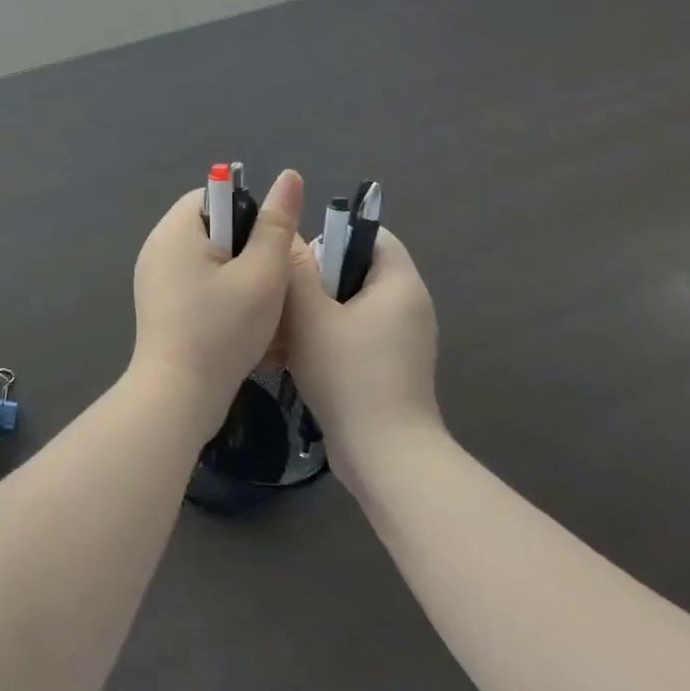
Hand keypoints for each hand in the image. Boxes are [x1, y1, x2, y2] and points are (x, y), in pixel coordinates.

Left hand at [131, 170, 303, 432]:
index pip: (214, 195)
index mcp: (175, 230)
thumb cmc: (222, 330)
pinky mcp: (158, 305)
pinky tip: (239, 323)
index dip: (249, 213)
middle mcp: (157, 247)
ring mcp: (153, 278)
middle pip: (212, 227)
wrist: (178, 396)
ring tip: (259, 305)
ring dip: (237, 275)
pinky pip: (195, 284)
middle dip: (246, 248)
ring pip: (207, 259)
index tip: (270, 247)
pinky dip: (219, 295)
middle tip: (270, 279)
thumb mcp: (261, 274)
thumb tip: (289, 176)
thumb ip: (276, 224)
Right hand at [284, 225, 439, 479]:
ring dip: (315, 313)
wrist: (384, 456)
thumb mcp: (310, 315)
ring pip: (350, 306)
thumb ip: (295, 270)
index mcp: (400, 284)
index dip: (332, 234)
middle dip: (315, 279)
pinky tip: (294, 357)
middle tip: (280, 295)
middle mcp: (409, 306)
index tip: (296, 257)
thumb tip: (286, 235)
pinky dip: (326, 338)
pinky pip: (355, 335)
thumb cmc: (348, 374)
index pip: (372, 234)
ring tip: (279, 329)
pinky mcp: (391, 367)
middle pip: (356, 270)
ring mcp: (402, 340)